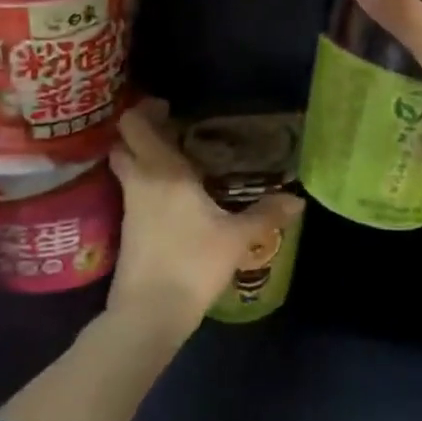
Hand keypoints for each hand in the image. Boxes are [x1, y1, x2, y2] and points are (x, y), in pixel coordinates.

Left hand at [107, 100, 303, 337]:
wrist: (150, 312)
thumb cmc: (193, 263)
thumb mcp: (237, 237)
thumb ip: (266, 214)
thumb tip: (297, 200)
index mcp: (163, 171)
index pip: (135, 125)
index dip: (145, 110)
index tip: (168, 108)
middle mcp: (140, 181)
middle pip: (124, 144)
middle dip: (142, 133)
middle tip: (173, 132)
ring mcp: (129, 207)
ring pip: (126, 169)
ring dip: (143, 159)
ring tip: (179, 162)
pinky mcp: (127, 231)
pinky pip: (132, 192)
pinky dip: (146, 184)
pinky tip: (173, 197)